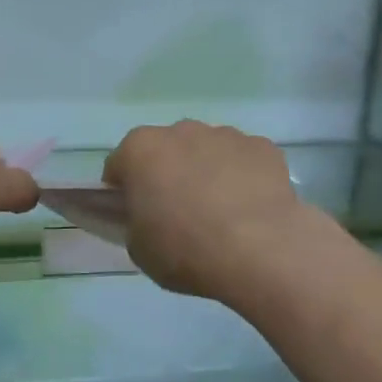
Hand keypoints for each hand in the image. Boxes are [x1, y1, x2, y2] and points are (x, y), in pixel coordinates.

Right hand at [103, 120, 306, 303]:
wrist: (260, 250)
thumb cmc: (186, 249)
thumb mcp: (139, 248)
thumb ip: (135, 222)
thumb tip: (148, 215)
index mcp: (140, 149)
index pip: (119, 166)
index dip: (122, 192)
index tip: (133, 216)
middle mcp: (181, 131)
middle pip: (165, 151)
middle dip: (167, 174)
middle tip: (177, 214)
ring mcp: (225, 135)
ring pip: (207, 151)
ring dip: (205, 172)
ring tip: (219, 214)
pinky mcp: (263, 147)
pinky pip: (243, 160)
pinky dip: (242, 177)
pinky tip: (249, 209)